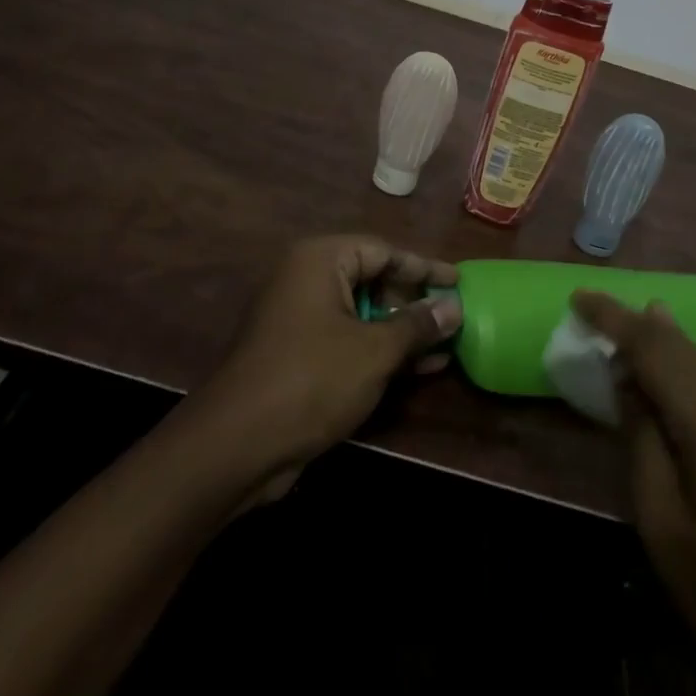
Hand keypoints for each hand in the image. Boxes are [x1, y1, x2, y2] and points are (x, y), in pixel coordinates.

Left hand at [195, 235, 461, 486]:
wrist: (237, 445)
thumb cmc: (312, 379)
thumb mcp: (374, 351)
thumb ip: (417, 325)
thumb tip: (453, 307)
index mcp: (320, 260)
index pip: (384, 251)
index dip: (424, 267)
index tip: (458, 282)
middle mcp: (307, 279)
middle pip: (373, 279)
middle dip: (415, 302)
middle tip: (454, 317)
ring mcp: (300, 318)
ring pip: (364, 313)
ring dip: (403, 330)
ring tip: (447, 345)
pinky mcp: (299, 354)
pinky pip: (349, 339)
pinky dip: (381, 350)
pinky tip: (420, 368)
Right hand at [571, 293, 695, 668]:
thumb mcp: (662, 522)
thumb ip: (643, 438)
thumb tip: (627, 377)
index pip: (655, 349)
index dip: (614, 317)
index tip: (578, 295)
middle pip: (683, 346)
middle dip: (636, 323)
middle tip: (594, 308)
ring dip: (663, 341)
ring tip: (626, 326)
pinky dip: (688, 365)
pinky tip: (672, 370)